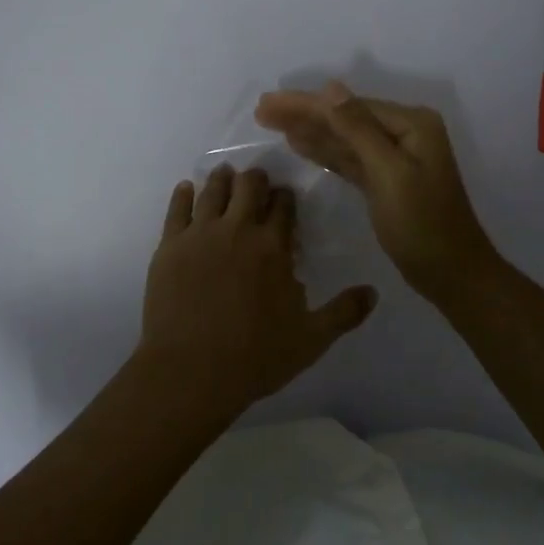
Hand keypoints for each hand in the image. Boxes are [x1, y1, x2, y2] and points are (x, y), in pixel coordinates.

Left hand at [138, 165, 377, 409]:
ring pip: (212, 190)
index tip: (285, 196)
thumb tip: (374, 292)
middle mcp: (237, 230)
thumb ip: (343, 313)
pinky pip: (176, 209)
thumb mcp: (310, 340)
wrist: (190, 371)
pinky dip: (183, 194)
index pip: (283, 206)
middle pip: (248, 186)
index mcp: (272, 247)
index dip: (285, 197)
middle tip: (256, 182)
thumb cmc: (254, 357)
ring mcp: (200, 234)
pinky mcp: (169, 246)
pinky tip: (187, 188)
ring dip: (222, 179)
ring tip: (225, 173)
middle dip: (255, 180)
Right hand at [254, 81, 498, 302]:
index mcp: (411, 124)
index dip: (306, 104)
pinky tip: (299, 144)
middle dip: (304, 114)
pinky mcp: (385, 180)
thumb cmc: (422, 224)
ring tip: (271, 122)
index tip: (267, 102)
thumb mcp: (388, 173)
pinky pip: (349, 159)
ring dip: (309, 130)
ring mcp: (395, 157)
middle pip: (344, 118)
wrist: (452, 275)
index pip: (348, 106)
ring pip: (343, 138)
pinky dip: (325, 152)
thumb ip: (358, 129)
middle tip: (261, 110)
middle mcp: (404, 132)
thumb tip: (330, 87)